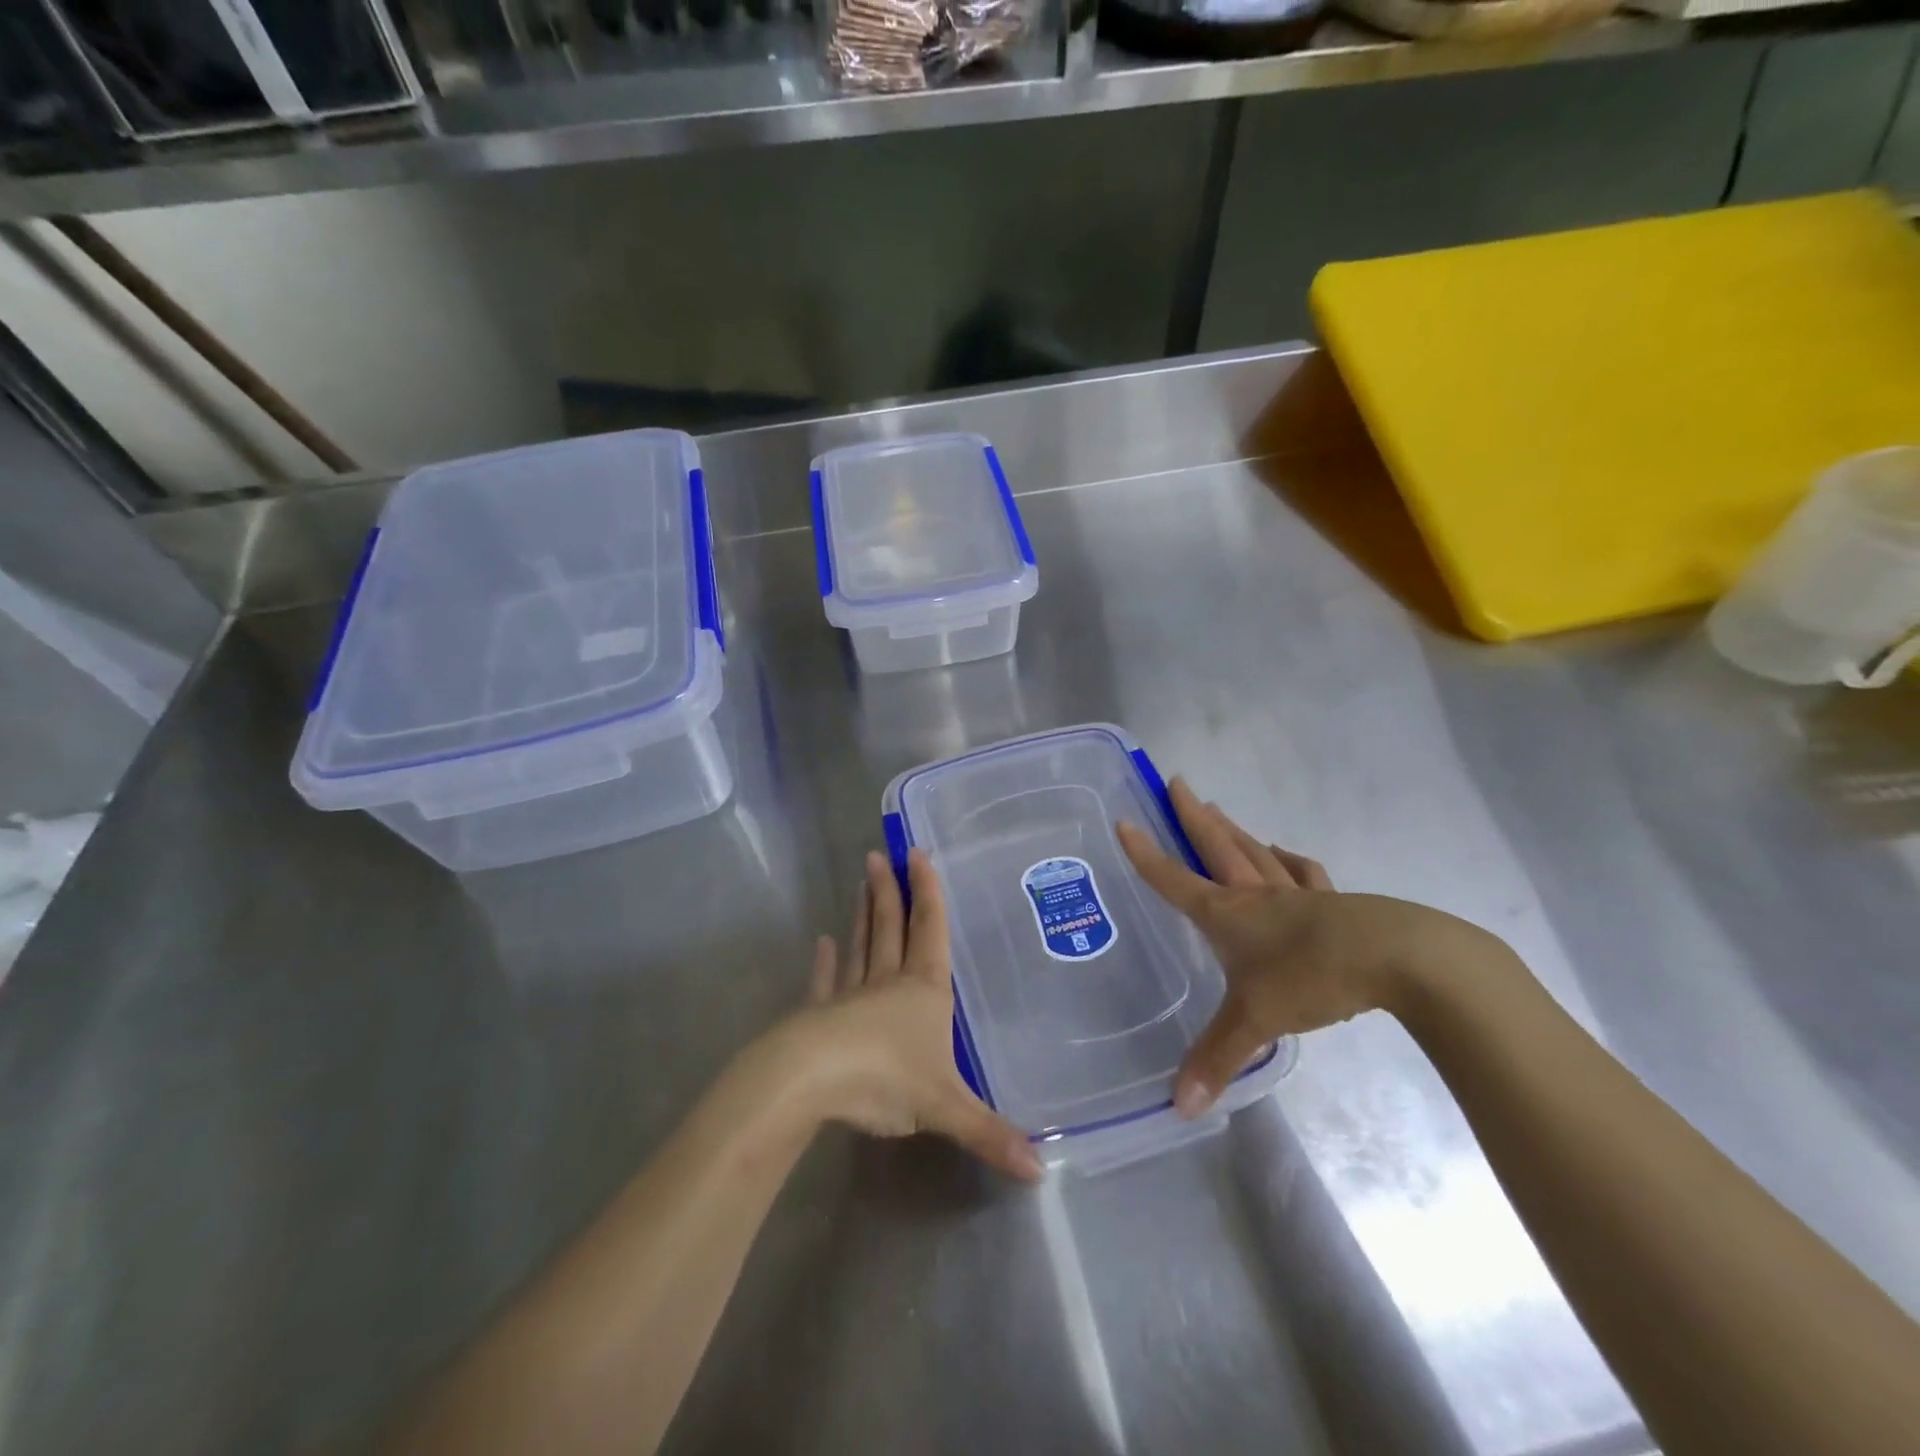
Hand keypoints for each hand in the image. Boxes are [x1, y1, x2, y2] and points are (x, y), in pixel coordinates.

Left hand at [772, 848, 1041, 1181]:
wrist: (813, 1080)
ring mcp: (850, 995)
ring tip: (860, 883)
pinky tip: (822, 943)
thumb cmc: (886, 1079)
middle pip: (891, 927)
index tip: (918, 854)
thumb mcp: (945, 1108)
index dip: (928, 892)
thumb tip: (1041, 1171)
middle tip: (881, 855)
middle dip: (890, 892)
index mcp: (923, 991)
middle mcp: (888, 982)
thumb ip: (989, 1134)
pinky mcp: (818, 1014)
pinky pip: (825, 982)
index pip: (930, 930)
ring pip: (861, 945)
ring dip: (863, 914)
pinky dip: (825, 963)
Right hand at [1117, 778, 1501, 1118]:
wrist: (1399, 959)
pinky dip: (1287, 859)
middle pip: (1217, 846)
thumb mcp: (1256, 1021)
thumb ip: (1217, 1059)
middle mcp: (1257, 894)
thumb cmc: (1312, 977)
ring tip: (1217, 810)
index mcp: (1229, 913)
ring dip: (1232, 830)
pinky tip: (1282, 854)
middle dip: (1192, 816)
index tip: (1125, 822)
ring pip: (1255, 851)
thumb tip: (1178, 1106)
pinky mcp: (1335, 902)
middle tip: (1175, 783)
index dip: (1146, 855)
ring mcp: (1298, 893)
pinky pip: (1302, 872)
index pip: (1175, 880)